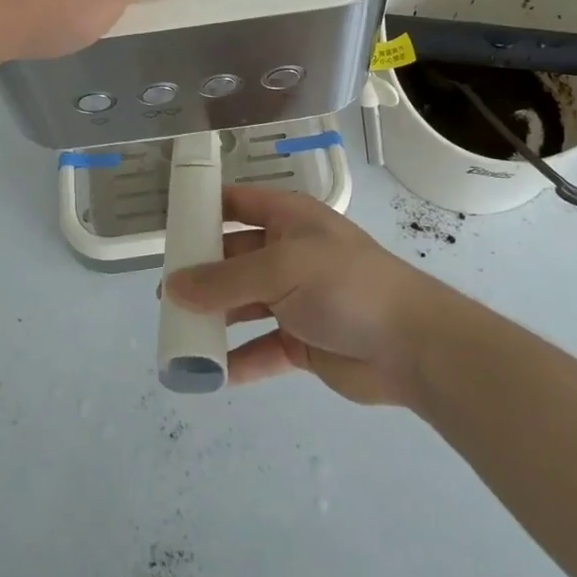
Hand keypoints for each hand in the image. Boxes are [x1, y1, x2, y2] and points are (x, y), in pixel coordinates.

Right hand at [165, 186, 462, 405]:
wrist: (411, 345)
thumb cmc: (345, 286)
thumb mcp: (282, 270)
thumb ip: (225, 279)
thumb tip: (172, 287)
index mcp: (290, 219)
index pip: (239, 203)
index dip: (205, 208)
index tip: (169, 225)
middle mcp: (289, 254)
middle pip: (234, 258)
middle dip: (201, 275)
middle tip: (164, 296)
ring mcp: (296, 299)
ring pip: (243, 305)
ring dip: (215, 319)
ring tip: (178, 335)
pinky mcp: (302, 341)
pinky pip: (261, 348)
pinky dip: (238, 359)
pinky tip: (211, 373)